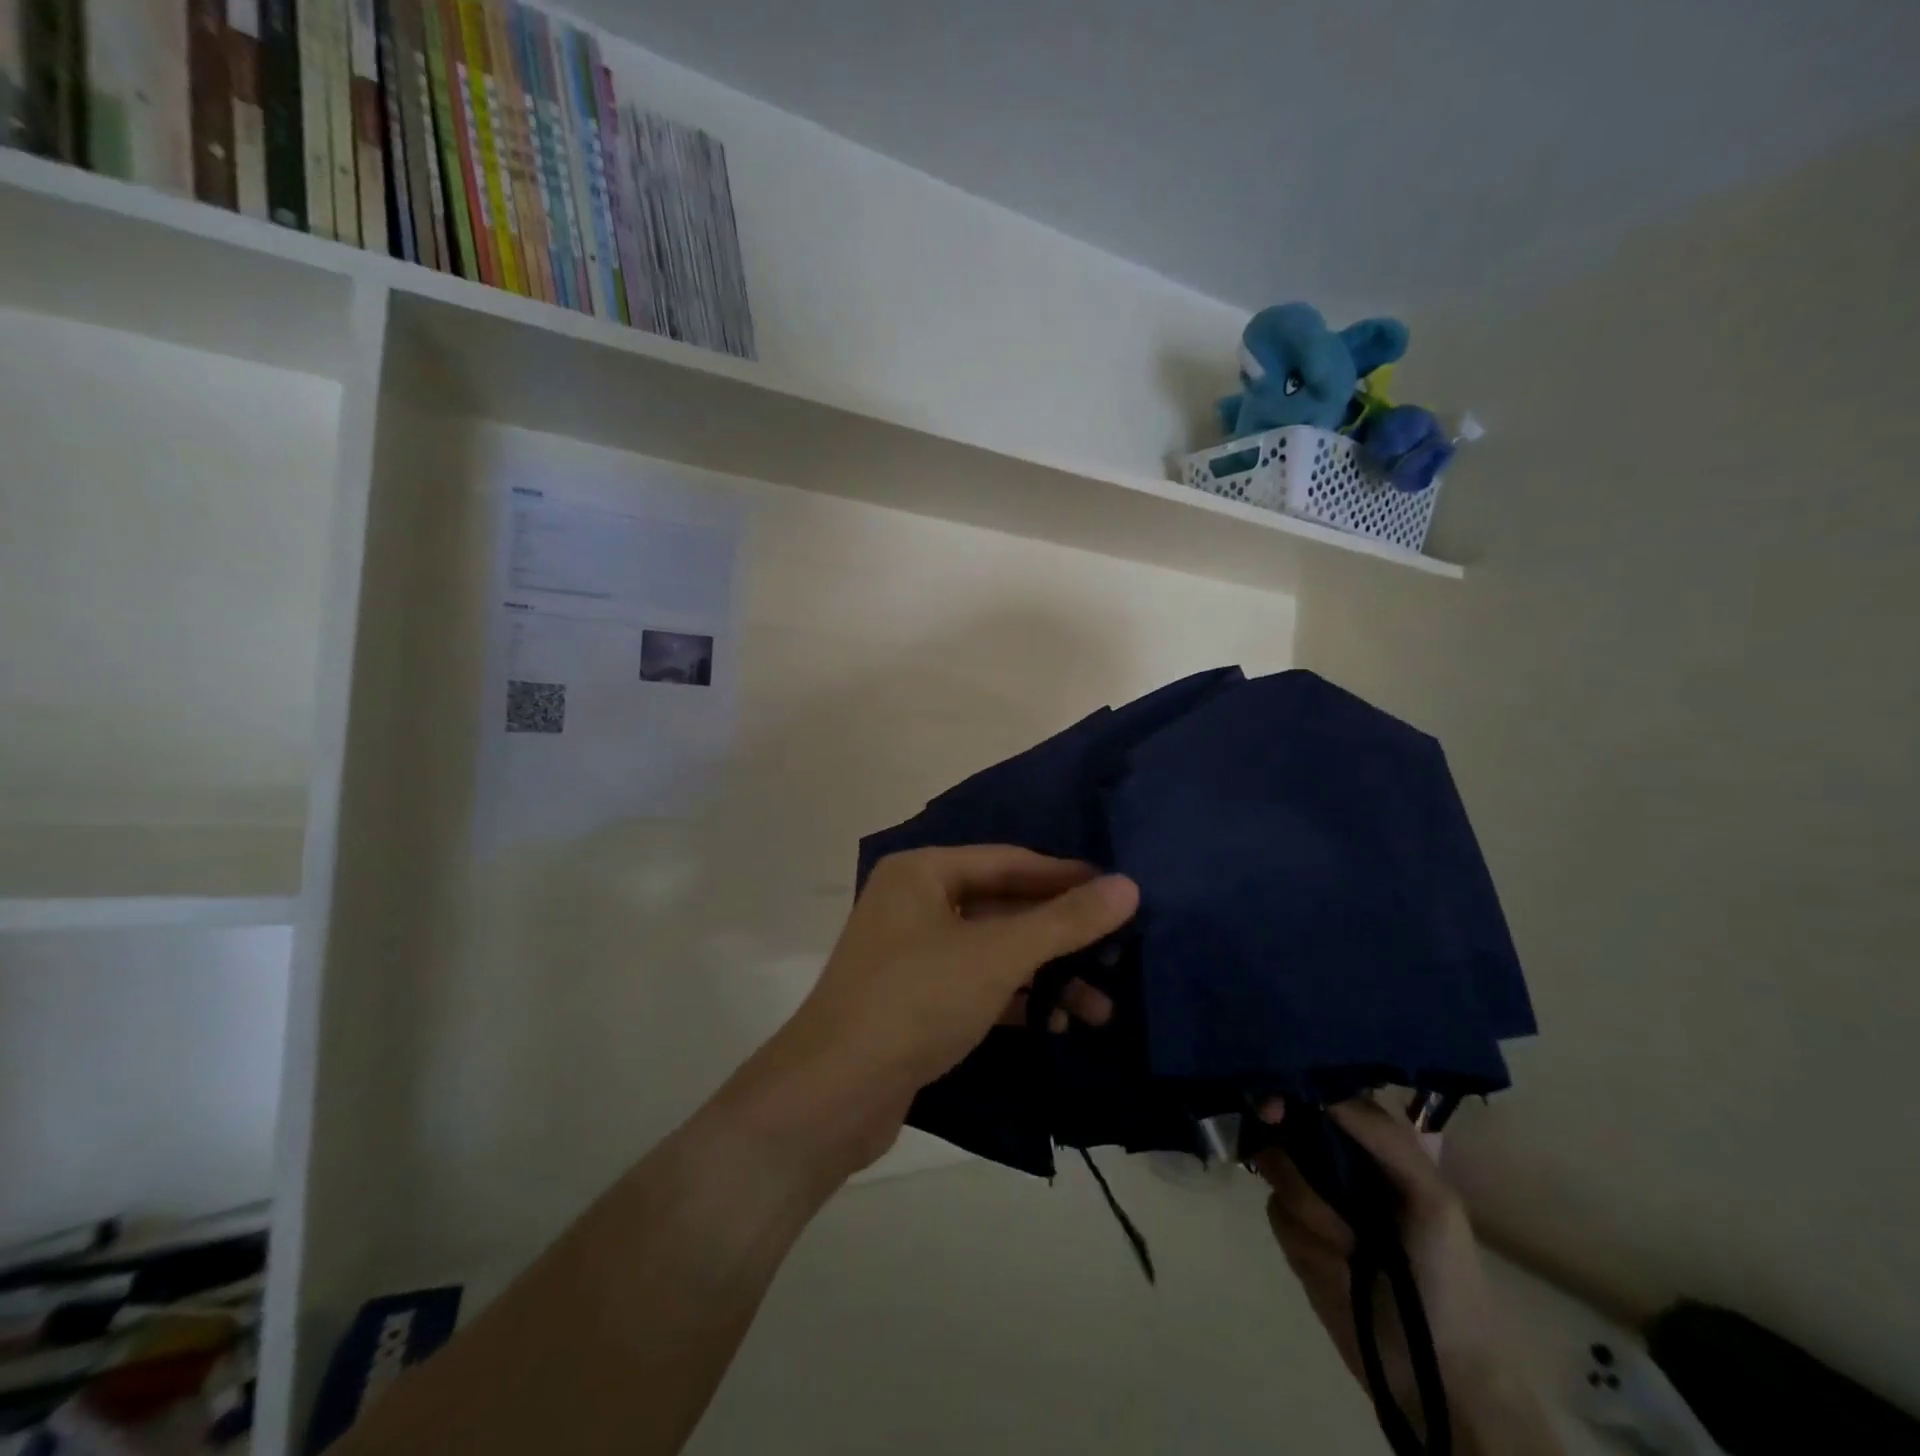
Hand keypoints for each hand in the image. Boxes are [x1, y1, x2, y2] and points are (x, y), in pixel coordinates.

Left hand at [746, 846, 1137, 1175]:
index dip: (1066, 876)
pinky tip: (1059, 1023)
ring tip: (1100, 1006)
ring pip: (993, 950)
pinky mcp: (917, 999)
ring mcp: (913, 953)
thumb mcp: (996, 956)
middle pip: (1003, 906)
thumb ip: (1064, 921)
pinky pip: (978, 984)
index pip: (1009, 861)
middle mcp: (915, 902)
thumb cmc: (916, 1000)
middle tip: (1119, 951)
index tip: (1120, 890)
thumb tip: (1128, 885)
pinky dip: (1017, 999)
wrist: (832, 1094)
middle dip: (1060, 935)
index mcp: (923, 872)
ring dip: (1045, 975)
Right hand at [1256, 1099, 1491, 1411]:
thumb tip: (1319, 1090)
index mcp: (1375, 1146)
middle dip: (1278, 1120)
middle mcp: (1338, 1161)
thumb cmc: (1447, 1275)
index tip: (1279, 1091)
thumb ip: (1382, 1135)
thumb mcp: (1431, 1196)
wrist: (1436, 1372)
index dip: (1299, 1084)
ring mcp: (1314, 1196)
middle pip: (1288, 1118)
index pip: (1328, 1093)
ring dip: (1307, 1199)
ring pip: (1274, 1163)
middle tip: (1269, 1115)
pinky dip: (1303, 1233)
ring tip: (1347, 1243)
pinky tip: (1333, 1260)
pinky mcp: (1294, 1234)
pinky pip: (1275, 1210)